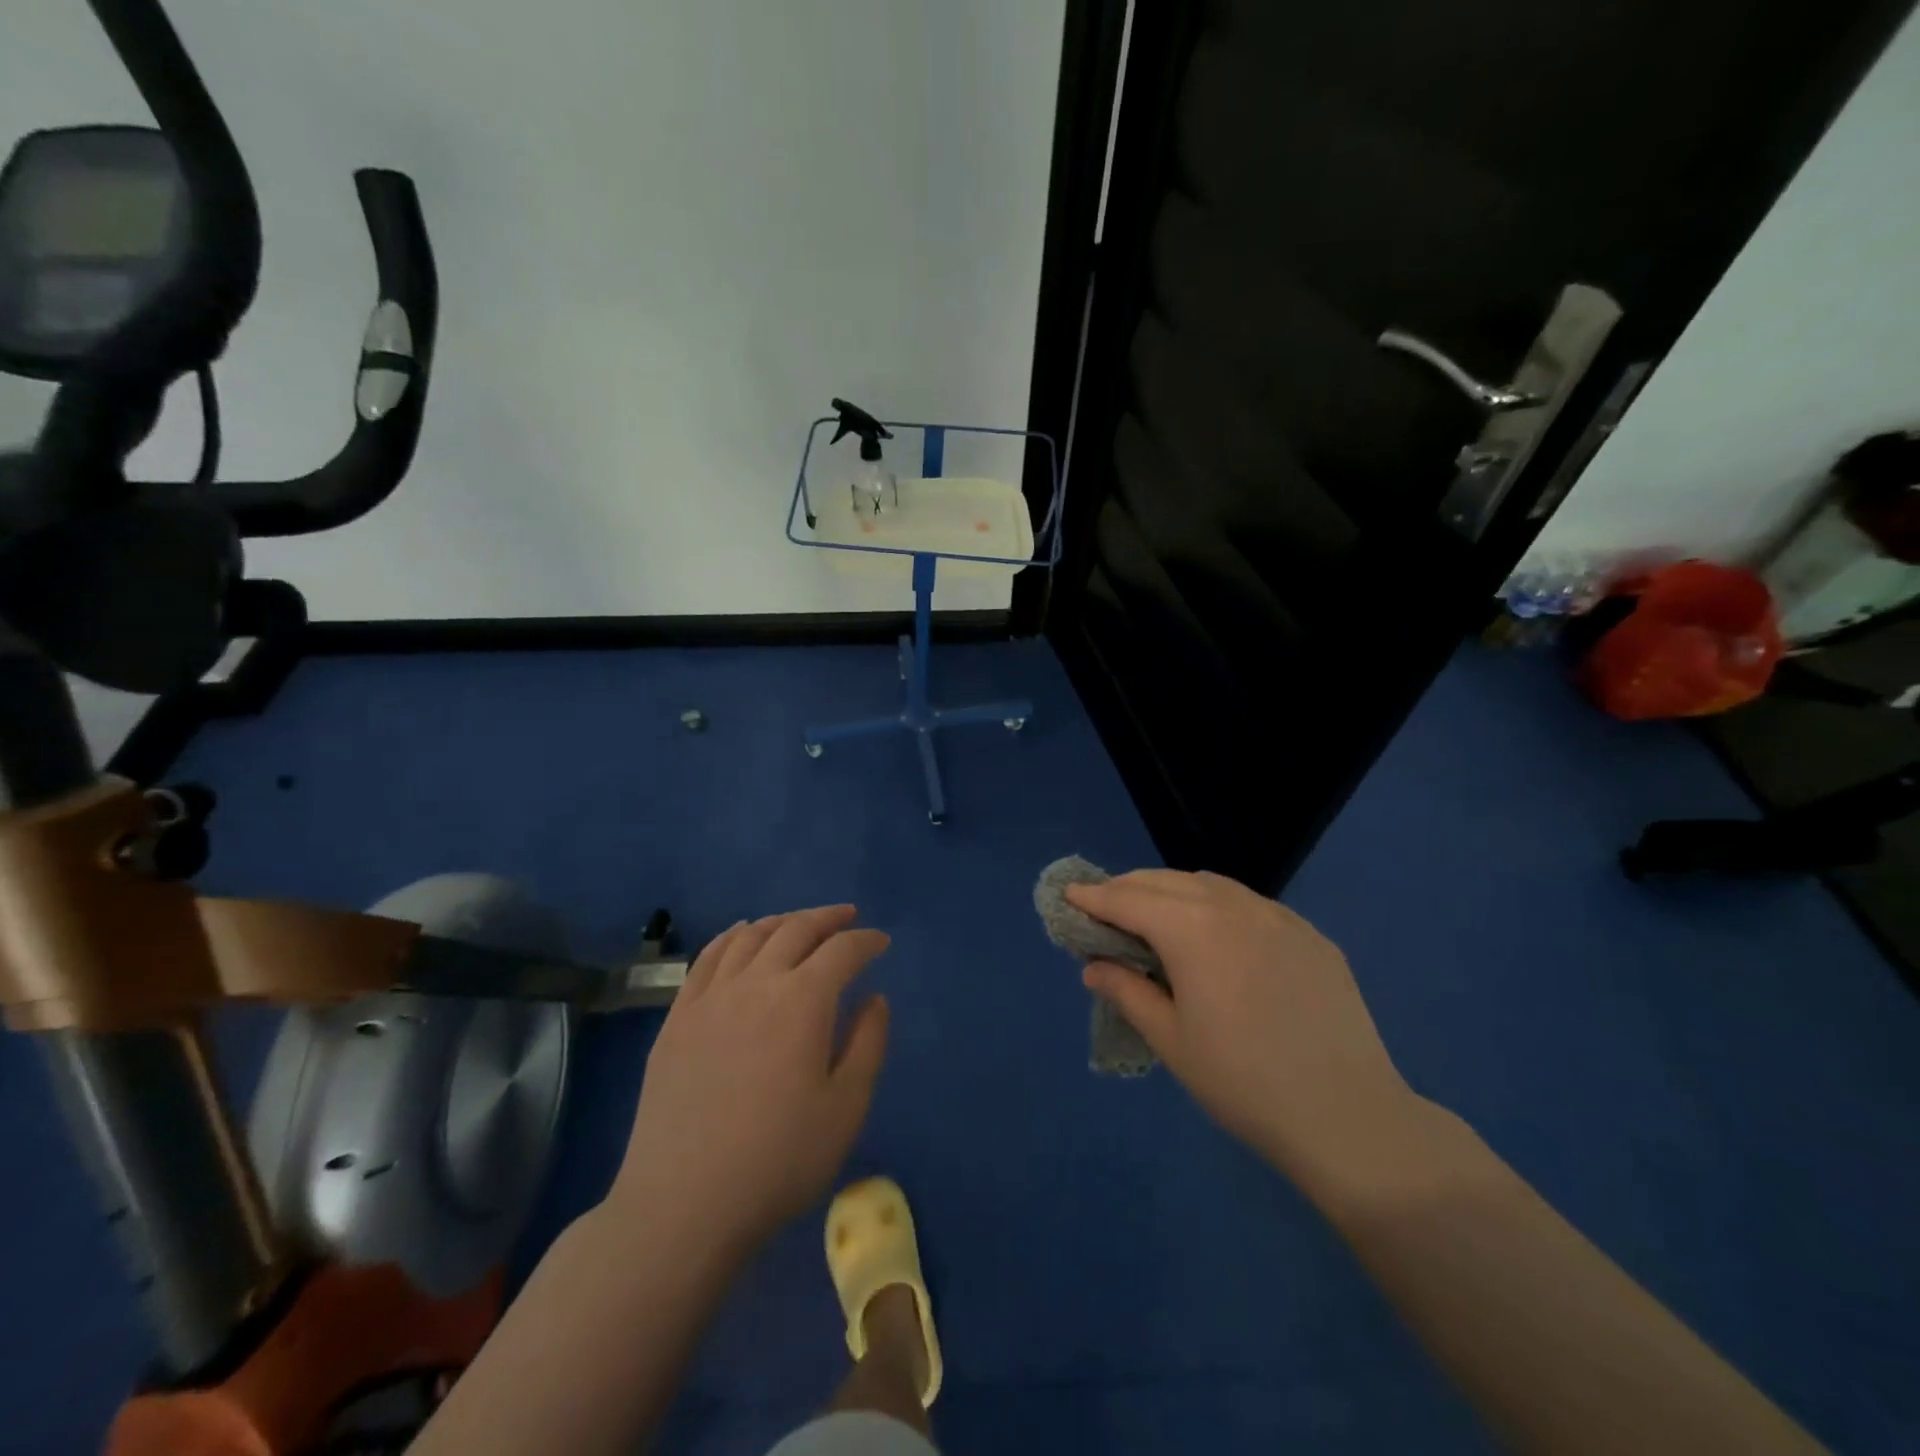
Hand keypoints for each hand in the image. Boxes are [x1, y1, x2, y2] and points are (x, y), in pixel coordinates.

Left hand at [607, 906, 890, 1256]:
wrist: (683, 1205)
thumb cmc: (778, 1161)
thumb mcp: (846, 1108)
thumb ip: (868, 1043)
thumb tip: (874, 998)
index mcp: (803, 1000)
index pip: (842, 951)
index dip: (866, 941)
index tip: (881, 943)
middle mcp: (756, 983)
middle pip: (795, 930)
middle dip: (827, 919)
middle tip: (847, 917)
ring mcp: (710, 997)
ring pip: (750, 936)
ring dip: (782, 921)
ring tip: (799, 923)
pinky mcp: (677, 1018)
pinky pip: (707, 958)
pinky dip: (731, 936)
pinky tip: (741, 935)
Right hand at [1066, 870, 1416, 1187]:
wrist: (1348, 1117)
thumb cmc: (1242, 1083)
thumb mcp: (1170, 1040)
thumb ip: (1127, 991)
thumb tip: (1094, 966)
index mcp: (1191, 927)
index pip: (1127, 899)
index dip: (1093, 897)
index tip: (1068, 895)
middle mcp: (1232, 905)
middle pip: (1165, 881)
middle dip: (1128, 889)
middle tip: (1104, 909)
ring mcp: (1278, 916)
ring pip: (1209, 884)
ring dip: (1172, 891)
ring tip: (1156, 918)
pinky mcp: (1310, 935)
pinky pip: (1250, 904)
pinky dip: (1217, 906)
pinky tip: (1218, 938)